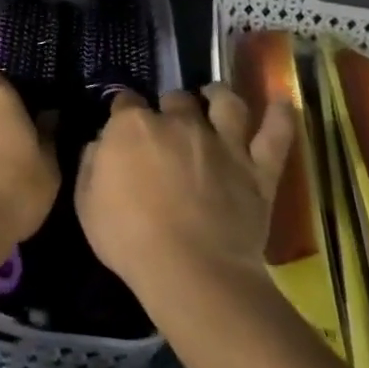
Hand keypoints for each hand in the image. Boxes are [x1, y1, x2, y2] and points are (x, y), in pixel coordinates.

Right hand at [75, 84, 294, 308]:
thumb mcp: (86, 203)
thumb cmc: (129, 239)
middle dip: (169, 108)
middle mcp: (179, 122)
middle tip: (167, 126)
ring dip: (219, 95)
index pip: (124, 102)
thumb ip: (91, 163)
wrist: (192, 272)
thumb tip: (100, 144)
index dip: (122, 112)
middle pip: (175, 99)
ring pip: (226, 103)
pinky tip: (282, 102)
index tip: (121, 124)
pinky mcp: (258, 169)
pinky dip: (281, 116)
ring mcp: (222, 142)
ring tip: (215, 96)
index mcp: (132, 126)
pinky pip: (276, 135)